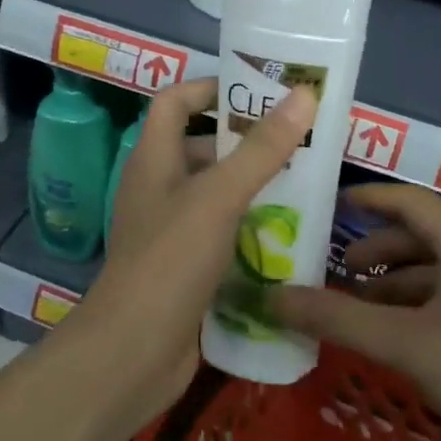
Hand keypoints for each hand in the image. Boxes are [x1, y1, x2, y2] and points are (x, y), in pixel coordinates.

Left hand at [68, 77, 317, 432]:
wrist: (134, 352)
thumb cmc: (170, 261)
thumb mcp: (218, 197)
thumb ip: (261, 149)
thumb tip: (303, 94)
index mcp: (153, 161)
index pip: (175, 102)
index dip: (211, 88)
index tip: (258, 91)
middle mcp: (158, 190)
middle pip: (201, 150)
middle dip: (247, 143)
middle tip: (300, 142)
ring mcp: (170, 233)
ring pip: (216, 197)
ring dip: (255, 189)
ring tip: (306, 185)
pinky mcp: (185, 270)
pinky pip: (222, 237)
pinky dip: (250, 231)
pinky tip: (289, 237)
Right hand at [271, 184, 440, 440]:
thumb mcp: (407, 344)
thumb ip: (339, 318)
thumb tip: (274, 296)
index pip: (411, 201)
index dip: (369, 198)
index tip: (330, 203)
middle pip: (423, 238)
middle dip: (377, 250)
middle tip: (335, 270)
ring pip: (437, 275)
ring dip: (395, 285)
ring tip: (356, 308)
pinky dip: (416, 311)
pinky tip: (397, 341)